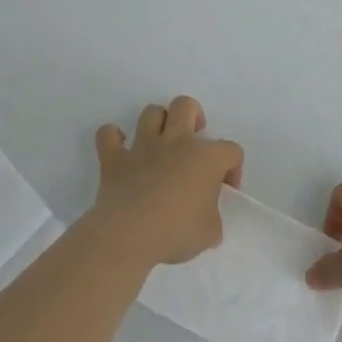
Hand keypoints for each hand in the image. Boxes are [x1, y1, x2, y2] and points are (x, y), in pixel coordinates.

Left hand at [87, 96, 243, 271]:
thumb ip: (213, 217)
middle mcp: (176, 142)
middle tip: (192, 140)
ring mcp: (143, 146)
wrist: (129, 236)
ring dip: (157, 124)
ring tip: (160, 143)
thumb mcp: (210, 233)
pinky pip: (108, 135)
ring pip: (151, 112)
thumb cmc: (176, 233)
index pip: (231, 151)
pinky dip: (112, 138)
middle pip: (185, 105)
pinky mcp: (114, 159)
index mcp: (206, 158)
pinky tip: (119, 150)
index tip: (225, 190)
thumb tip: (206, 216)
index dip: (233, 168)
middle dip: (192, 116)